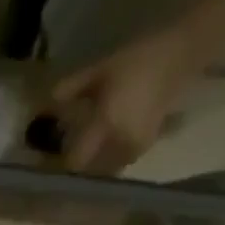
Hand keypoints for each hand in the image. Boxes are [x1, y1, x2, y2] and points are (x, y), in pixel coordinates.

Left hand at [50, 27, 199, 174]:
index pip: (76, 161)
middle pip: (90, 170)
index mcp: (106, 125)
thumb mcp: (98, 71)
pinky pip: (121, 161)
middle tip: (69, 151)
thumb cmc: (136, 60)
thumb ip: (69, 90)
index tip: (52, 155)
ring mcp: (137, 147)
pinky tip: (107, 142)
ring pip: (106, 169)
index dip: (63, 161)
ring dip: (95, 163)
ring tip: (88, 147)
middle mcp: (120, 142)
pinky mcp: (148, 145)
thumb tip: (43, 106)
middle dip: (80, 163)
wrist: (181, 53)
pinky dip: (111, 157)